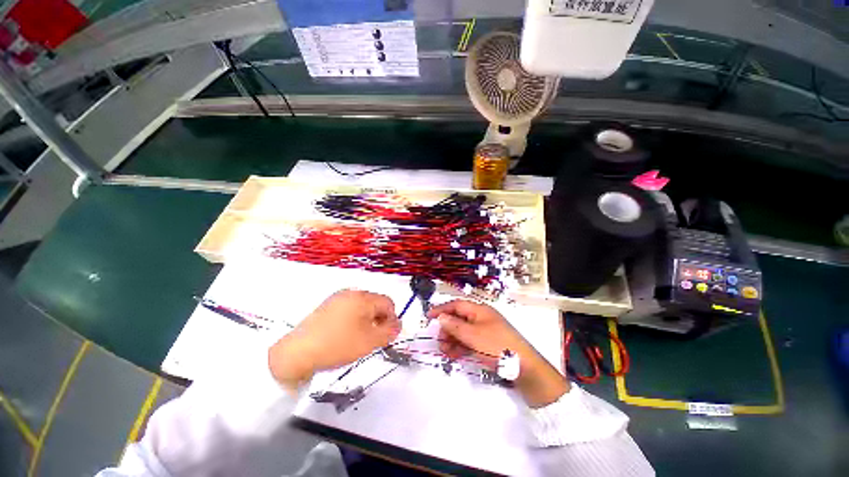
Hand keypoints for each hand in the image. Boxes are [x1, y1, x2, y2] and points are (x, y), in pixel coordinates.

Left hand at [269, 290, 400, 390]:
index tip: (384, 336)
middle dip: (378, 320)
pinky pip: (348, 309)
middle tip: (371, 339)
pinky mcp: (326, 306)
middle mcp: (350, 293)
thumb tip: (398, 323)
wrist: (297, 353)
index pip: (388, 302)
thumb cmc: (338, 345)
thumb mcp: (370, 341)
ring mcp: (336, 298)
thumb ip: (389, 331)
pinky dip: (352, 320)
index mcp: (362, 297)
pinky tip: (343, 335)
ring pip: (362, 307)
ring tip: (357, 338)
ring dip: (366, 320)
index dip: (391, 319)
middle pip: (375, 303)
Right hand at [428, 300, 569, 407]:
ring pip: (462, 331)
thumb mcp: (473, 336)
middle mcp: (481, 318)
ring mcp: (484, 331)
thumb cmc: (498, 346)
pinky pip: (469, 341)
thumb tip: (440, 317)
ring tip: (445, 351)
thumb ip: (455, 326)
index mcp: (479, 310)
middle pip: (458, 318)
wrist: (524, 368)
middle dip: (447, 328)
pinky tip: (453, 355)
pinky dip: (460, 347)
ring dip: (452, 339)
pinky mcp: (487, 343)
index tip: (428, 317)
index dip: (441, 309)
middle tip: (439, 340)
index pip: (456, 305)